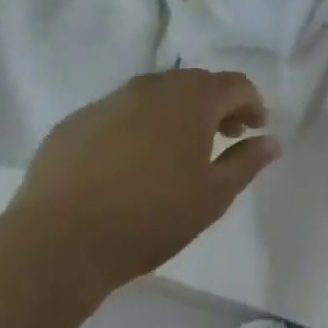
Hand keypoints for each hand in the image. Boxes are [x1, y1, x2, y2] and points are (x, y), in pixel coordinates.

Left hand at [4, 70, 280, 297]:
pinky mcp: (73, 123)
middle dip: (215, 105)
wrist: (56, 243)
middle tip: (223, 137)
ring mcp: (108, 102)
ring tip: (176, 151)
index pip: (235, 84)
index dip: (252, 104)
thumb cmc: (151, 217)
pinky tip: (129, 164)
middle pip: (195, 84)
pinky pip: (117, 114)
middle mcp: (151, 87)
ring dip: (174, 114)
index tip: (255, 130)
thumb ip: (247, 162)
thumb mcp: (213, 195)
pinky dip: (135, 127)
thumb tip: (271, 141)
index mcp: (191, 98)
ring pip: (154, 96)